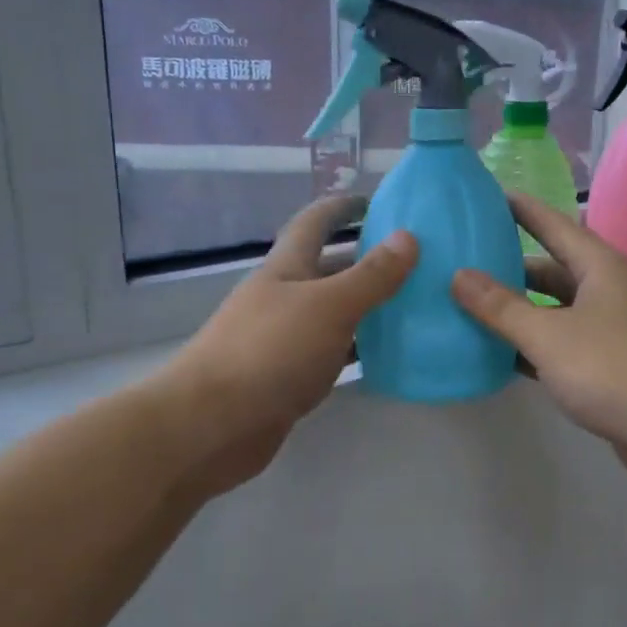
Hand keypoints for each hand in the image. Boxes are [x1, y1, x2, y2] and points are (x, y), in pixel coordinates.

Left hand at [165, 195, 416, 496]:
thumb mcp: (329, 306)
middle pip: (328, 268)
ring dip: (367, 306)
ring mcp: (282, 339)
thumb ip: (371, 275)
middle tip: (415, 260)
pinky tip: (389, 353)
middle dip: (366, 259)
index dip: (342, 207)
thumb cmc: (270, 351)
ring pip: (332, 313)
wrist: (211, 425)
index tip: (376, 201)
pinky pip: (331, 352)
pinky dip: (358, 348)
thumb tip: (408, 237)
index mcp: (286, 268)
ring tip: (414, 303)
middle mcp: (282, 297)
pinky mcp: (287, 377)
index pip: (314, 223)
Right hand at [450, 194, 626, 505]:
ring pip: (557, 312)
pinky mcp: (613, 368)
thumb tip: (459, 275)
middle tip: (464, 263)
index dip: (521, 210)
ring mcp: (614, 331)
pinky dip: (535, 349)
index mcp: (601, 267)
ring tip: (471, 308)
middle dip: (511, 268)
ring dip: (520, 312)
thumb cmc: (617, 368)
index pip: (554, 224)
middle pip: (552, 270)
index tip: (488, 196)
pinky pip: (564, 347)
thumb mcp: (549, 335)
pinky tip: (501, 357)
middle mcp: (609, 291)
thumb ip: (501, 307)